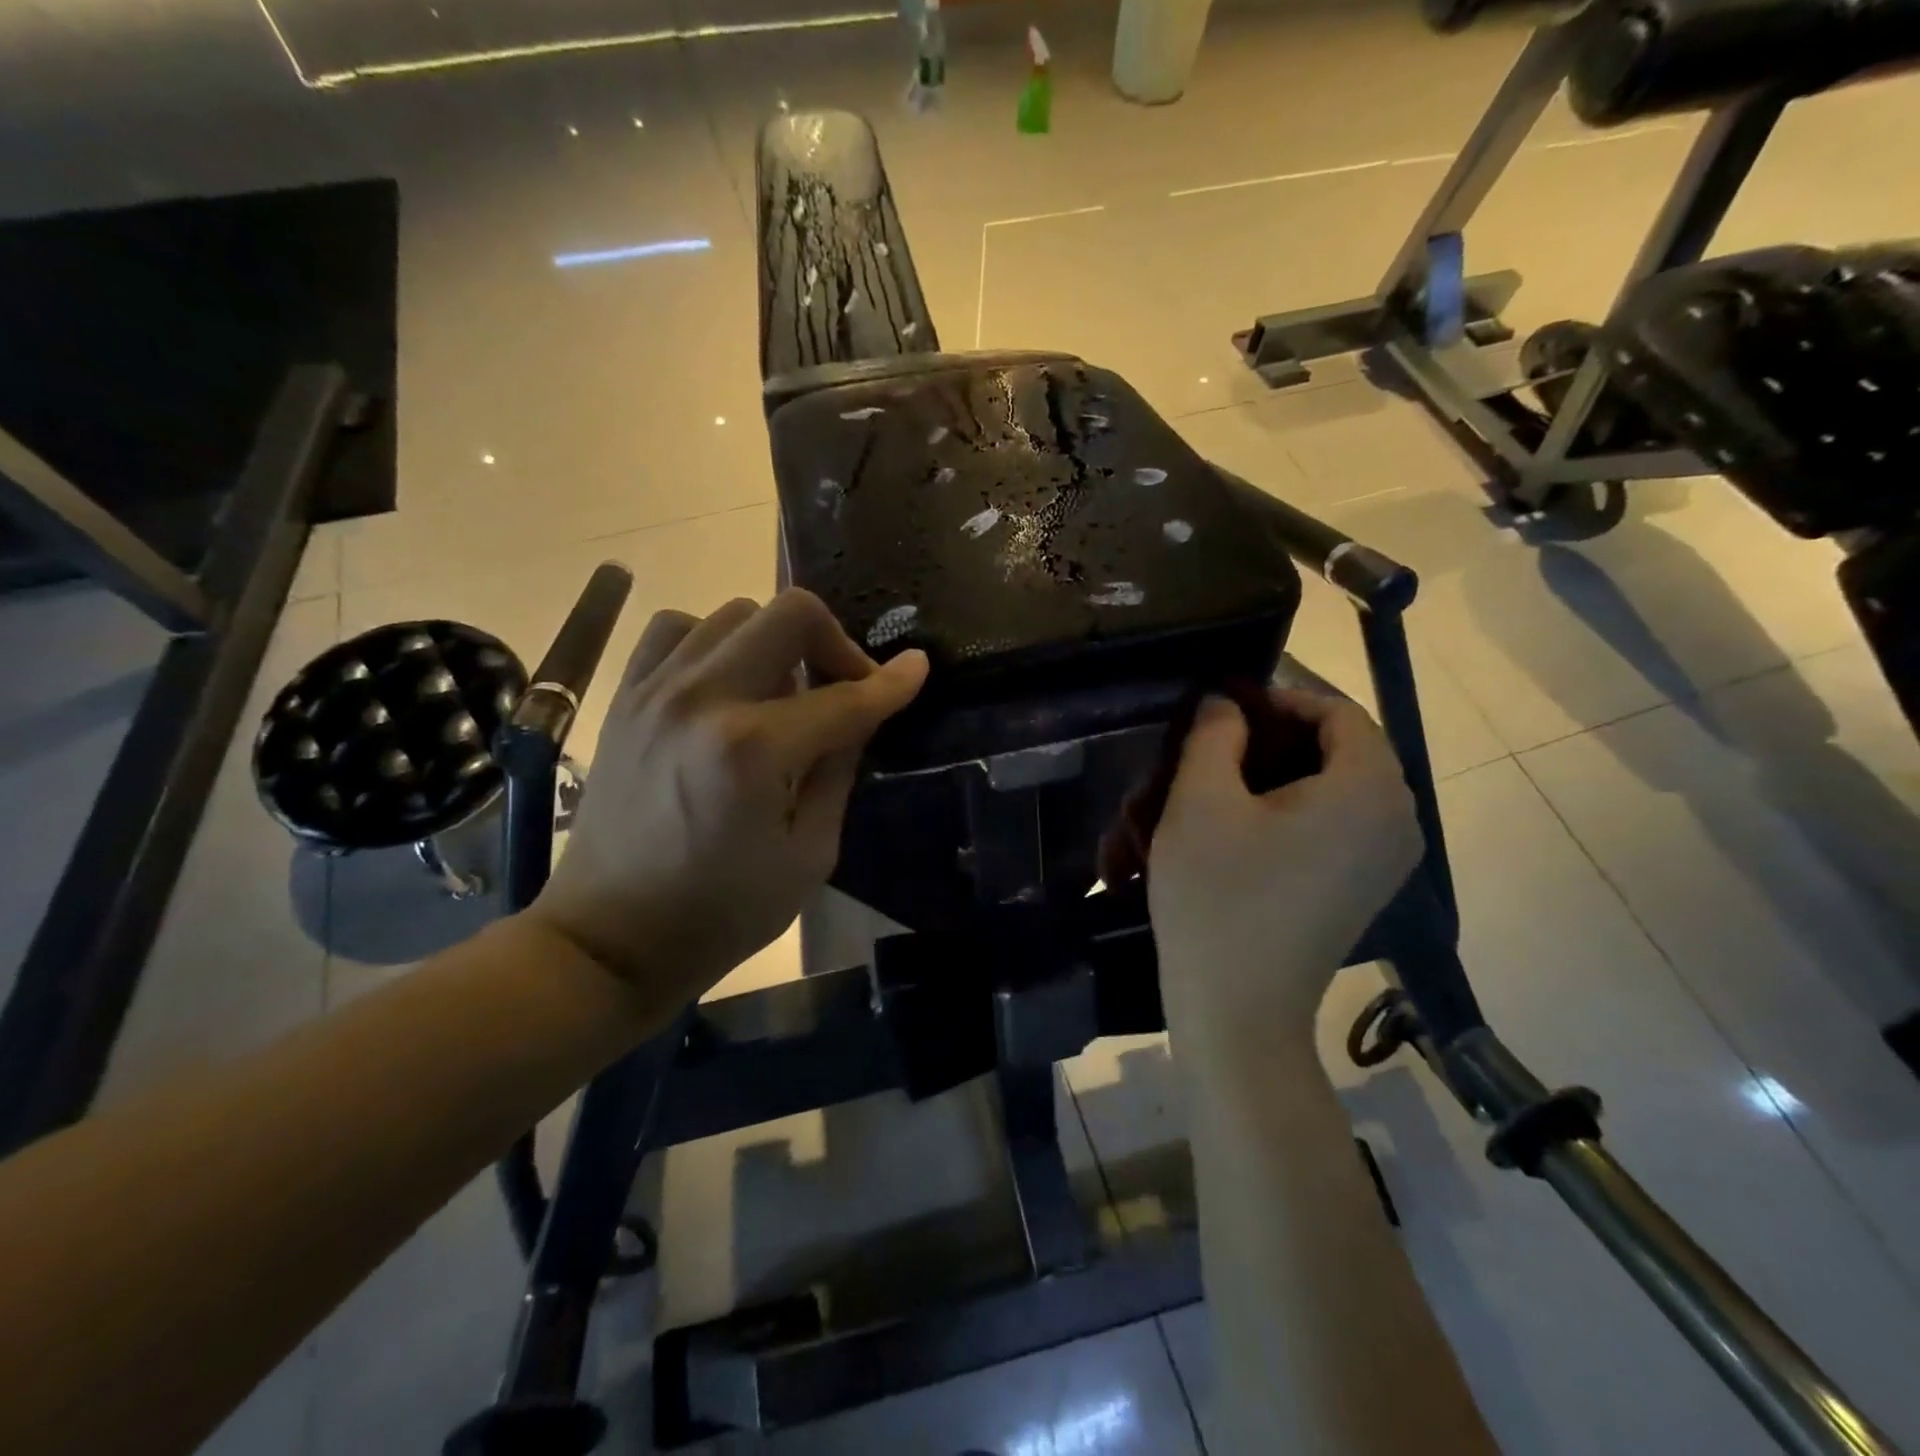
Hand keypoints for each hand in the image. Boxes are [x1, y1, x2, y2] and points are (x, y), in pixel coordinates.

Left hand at [528, 590, 927, 1007]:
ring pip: (735, 612)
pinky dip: (714, 640)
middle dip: (835, 642)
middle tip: (843, 686)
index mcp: (755, 750)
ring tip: (782, 690)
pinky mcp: (625, 697)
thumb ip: (839, 770)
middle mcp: (704, 700)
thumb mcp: (809, 854)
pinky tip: (726, 681)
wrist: (610, 938)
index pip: (845, 696)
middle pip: (789, 614)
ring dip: (776, 642)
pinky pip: (676, 630)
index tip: (918, 667)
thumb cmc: (722, 912)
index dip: (892, 681)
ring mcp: (656, 690)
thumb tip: (861, 711)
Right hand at [1148, 688, 1422, 1043]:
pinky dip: (1291, 809)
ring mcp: (1386, 860)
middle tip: (1216, 746)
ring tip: (1220, 786)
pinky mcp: (1364, 888)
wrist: (1238, 1011)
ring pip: (1335, 786)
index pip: (1337, 711)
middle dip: (1275, 737)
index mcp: (1368, 789)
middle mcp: (1397, 819)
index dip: (1278, 697)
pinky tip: (1241, 827)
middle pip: (1341, 747)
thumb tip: (1227, 704)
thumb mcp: (1200, 801)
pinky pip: (1337, 823)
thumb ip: (1215, 733)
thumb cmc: (1217, 898)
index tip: (1223, 708)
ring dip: (1278, 774)